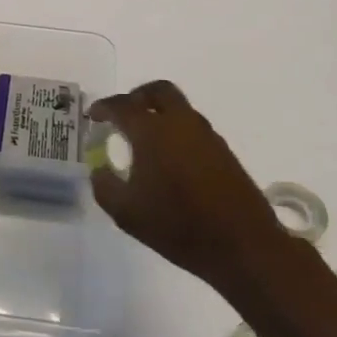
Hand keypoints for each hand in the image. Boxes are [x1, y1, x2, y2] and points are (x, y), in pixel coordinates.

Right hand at [88, 80, 285, 290]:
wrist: (242, 246)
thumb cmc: (178, 226)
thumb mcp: (126, 212)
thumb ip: (105, 185)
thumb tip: (100, 168)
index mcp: (152, 131)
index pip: (122, 106)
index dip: (103, 107)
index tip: (93, 116)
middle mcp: (180, 123)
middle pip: (158, 91)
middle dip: (137, 97)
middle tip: (123, 115)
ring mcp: (206, 135)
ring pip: (179, 108)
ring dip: (159, 114)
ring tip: (145, 141)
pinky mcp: (224, 151)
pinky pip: (193, 128)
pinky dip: (176, 132)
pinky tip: (169, 160)